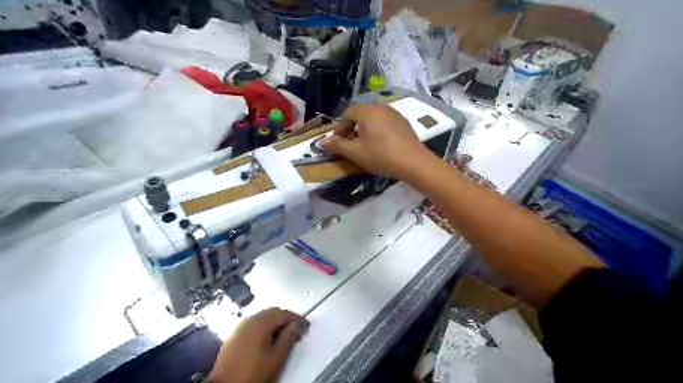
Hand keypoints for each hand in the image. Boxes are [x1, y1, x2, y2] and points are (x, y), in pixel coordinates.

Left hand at [208, 308, 309, 382]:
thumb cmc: (251, 374)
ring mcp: (240, 327)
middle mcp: (249, 320)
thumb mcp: (276, 357)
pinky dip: (264, 327)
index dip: (298, 319)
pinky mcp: (234, 335)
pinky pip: (254, 324)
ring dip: (276, 323)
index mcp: (261, 323)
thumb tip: (295, 325)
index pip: (284, 313)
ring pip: (263, 317)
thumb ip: (288, 337)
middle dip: (287, 319)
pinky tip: (268, 340)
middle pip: (273, 312)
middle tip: (297, 331)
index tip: (306, 326)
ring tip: (284, 337)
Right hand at [320, 103, 430, 179]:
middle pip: (360, 114)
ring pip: (373, 119)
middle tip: (349, 145)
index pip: (347, 114)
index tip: (337, 143)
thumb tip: (322, 142)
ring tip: (363, 146)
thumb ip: (337, 145)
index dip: (339, 128)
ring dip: (364, 130)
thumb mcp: (355, 152)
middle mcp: (381, 107)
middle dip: (351, 129)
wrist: (413, 162)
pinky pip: (384, 123)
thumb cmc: (381, 155)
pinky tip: (379, 146)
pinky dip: (377, 131)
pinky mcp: (403, 123)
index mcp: (367, 110)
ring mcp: (394, 114)